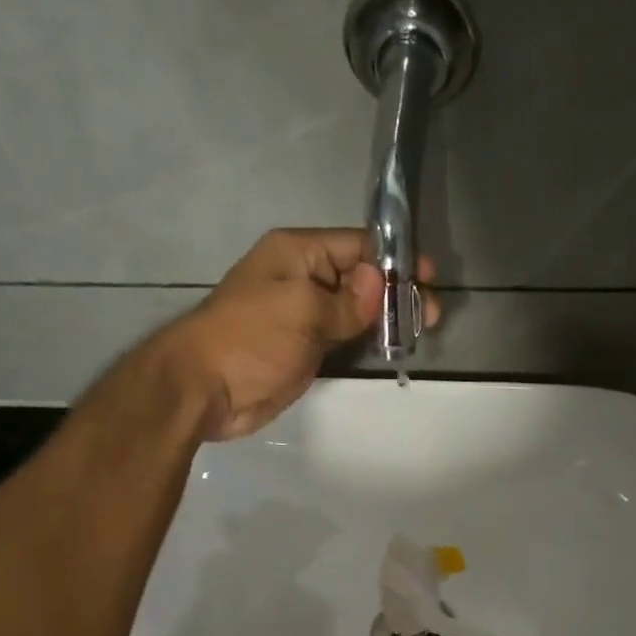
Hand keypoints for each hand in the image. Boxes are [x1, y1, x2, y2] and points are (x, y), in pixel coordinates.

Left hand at [149, 228, 437, 441]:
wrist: (205, 390)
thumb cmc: (250, 339)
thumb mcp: (302, 311)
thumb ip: (346, 300)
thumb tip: (379, 282)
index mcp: (298, 254)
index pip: (358, 245)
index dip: (395, 260)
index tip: (429, 279)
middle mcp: (303, 279)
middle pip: (361, 277)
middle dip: (396, 292)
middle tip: (429, 317)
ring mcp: (304, 316)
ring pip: (355, 310)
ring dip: (386, 319)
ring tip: (419, 332)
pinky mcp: (305, 349)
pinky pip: (344, 337)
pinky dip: (368, 341)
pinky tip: (393, 348)